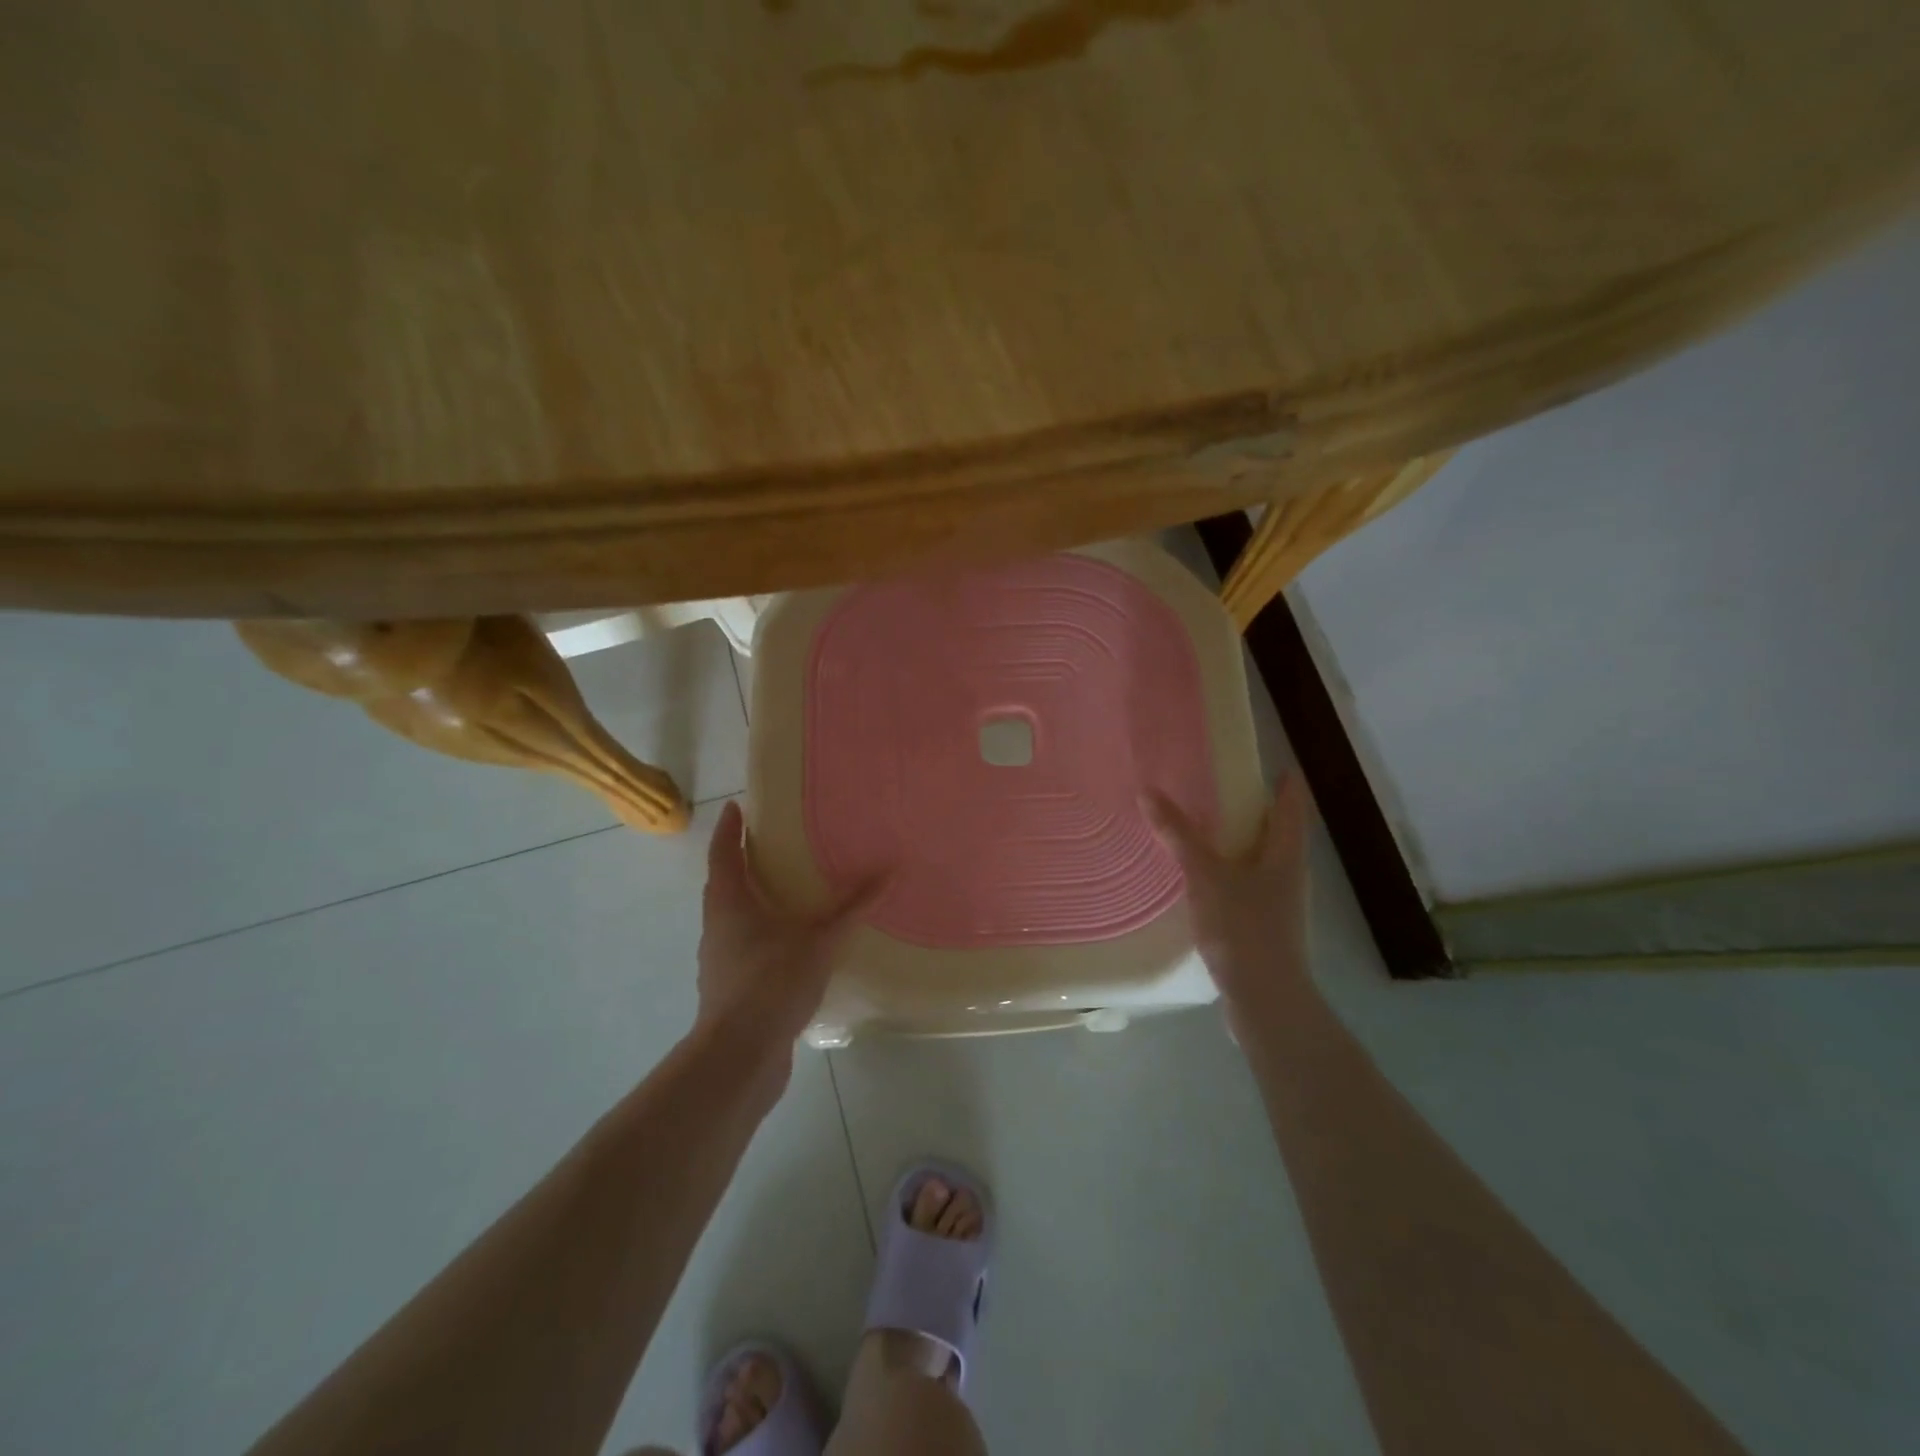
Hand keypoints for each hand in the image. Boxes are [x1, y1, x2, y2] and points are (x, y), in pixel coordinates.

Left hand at [697, 801, 883, 1045]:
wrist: (739, 1056)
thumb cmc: (771, 983)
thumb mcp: (820, 941)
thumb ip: (852, 908)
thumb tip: (889, 872)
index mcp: (730, 903)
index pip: (724, 853)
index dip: (729, 828)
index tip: (736, 806)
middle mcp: (718, 926)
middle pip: (725, 884)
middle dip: (742, 861)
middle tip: (770, 844)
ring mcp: (720, 959)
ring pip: (733, 917)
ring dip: (752, 899)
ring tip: (784, 890)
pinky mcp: (730, 987)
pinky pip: (744, 945)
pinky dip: (762, 933)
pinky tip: (790, 944)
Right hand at [1144, 772, 1312, 1017]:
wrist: (1266, 1001)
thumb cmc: (1244, 928)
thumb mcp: (1205, 876)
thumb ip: (1179, 835)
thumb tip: (1149, 791)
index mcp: (1286, 855)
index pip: (1292, 807)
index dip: (1286, 784)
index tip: (1275, 764)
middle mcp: (1290, 875)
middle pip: (1280, 834)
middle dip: (1258, 812)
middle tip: (1225, 790)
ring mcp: (1281, 906)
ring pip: (1264, 863)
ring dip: (1242, 845)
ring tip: (1209, 832)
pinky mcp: (1267, 930)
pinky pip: (1250, 888)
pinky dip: (1232, 874)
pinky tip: (1206, 882)